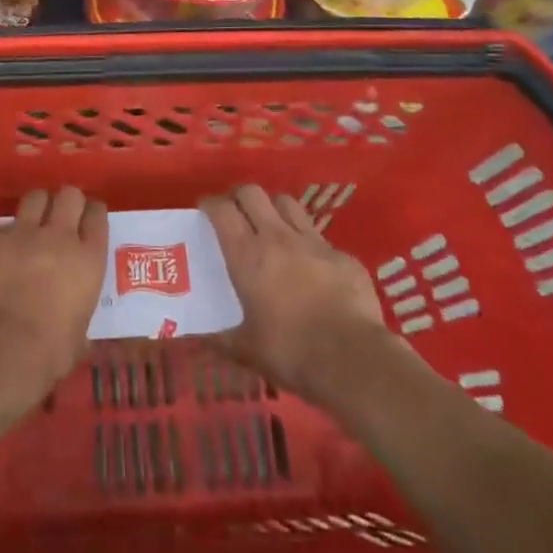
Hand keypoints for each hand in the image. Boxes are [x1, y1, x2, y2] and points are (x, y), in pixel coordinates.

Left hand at [0, 187, 106, 410]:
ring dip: (33, 208)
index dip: (91, 213)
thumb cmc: (48, 355)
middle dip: (64, 201)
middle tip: (57, 216)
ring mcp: (20, 232)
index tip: (86, 218)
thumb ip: (78, 312)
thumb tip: (72, 321)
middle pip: (68, 195)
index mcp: (88, 259)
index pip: (97, 215)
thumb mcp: (79, 335)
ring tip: (26, 224)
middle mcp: (58, 236)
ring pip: (33, 197)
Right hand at [202, 185, 399, 404]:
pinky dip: (309, 245)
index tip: (204, 210)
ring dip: (274, 209)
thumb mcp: (246, 350)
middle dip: (240, 196)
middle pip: (253, 193)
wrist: (352, 359)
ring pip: (288, 204)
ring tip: (271, 227)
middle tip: (235, 213)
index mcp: (248, 256)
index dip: (210, 204)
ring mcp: (314, 243)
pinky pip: (320, 238)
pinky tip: (312, 268)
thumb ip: (221, 339)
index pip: (222, 210)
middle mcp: (278, 237)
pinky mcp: (343, 256)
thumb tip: (200, 339)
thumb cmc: (290, 352)